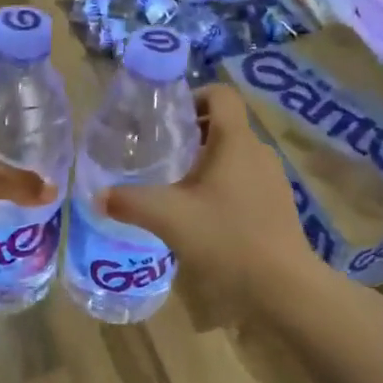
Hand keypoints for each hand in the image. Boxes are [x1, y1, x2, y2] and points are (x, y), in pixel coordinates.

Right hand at [101, 85, 317, 297]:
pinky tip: (206, 217)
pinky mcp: (279, 205)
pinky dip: (224, 186)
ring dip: (208, 162)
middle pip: (225, 125)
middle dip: (193, 134)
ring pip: (236, 155)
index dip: (193, 96)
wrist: (284, 288)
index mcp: (236, 141)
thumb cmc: (227, 238)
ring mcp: (273, 179)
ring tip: (179, 188)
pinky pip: (247, 180)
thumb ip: (130, 202)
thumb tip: (98, 196)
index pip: (221, 94)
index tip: (167, 120)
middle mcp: (259, 151)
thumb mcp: (169, 218)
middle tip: (162, 155)